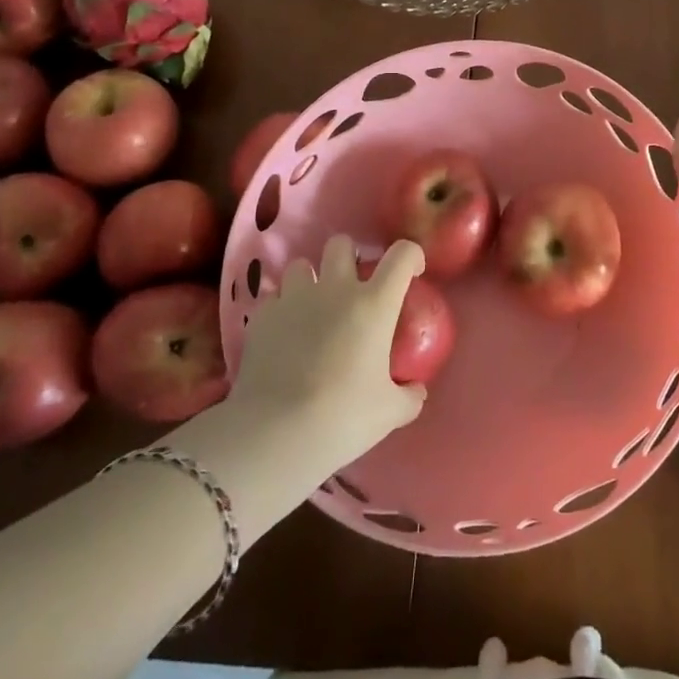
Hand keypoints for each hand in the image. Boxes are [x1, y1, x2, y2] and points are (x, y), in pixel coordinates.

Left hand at [225, 234, 426, 466]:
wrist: (275, 434)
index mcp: (374, 303)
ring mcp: (295, 298)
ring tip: (313, 308)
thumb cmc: (343, 417)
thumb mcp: (390, 412)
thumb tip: (417, 390)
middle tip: (353, 288)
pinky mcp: (262, 316)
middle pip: (342, 244)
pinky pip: (274, 298)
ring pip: (302, 265)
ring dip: (311, 280)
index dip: (412, 257)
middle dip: (349, 258)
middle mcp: (335, 289)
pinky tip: (284, 335)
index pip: (402, 254)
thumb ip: (409, 396)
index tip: (413, 275)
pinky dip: (282, 309)